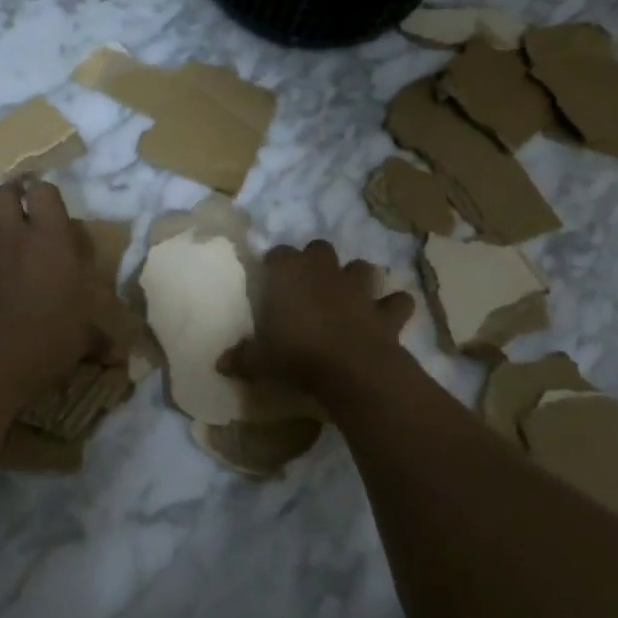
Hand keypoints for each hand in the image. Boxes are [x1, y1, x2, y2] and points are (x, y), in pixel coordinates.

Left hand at [0, 180, 99, 395]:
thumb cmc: (52, 338)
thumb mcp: (84, 337)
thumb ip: (96, 337)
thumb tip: (115, 354)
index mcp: (50, 240)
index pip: (43, 191)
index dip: (44, 195)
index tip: (49, 209)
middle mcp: (13, 238)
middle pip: (2, 193)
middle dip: (9, 197)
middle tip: (18, 213)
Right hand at [221, 240, 413, 396]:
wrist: (351, 368)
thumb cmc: (296, 355)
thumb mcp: (260, 360)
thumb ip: (242, 358)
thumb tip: (219, 364)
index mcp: (289, 274)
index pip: (278, 254)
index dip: (274, 264)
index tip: (269, 278)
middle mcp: (325, 272)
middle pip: (320, 249)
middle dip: (316, 262)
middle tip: (308, 284)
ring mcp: (359, 288)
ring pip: (362, 268)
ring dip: (357, 278)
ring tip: (350, 295)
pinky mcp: (385, 311)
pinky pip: (397, 302)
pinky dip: (394, 306)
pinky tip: (388, 315)